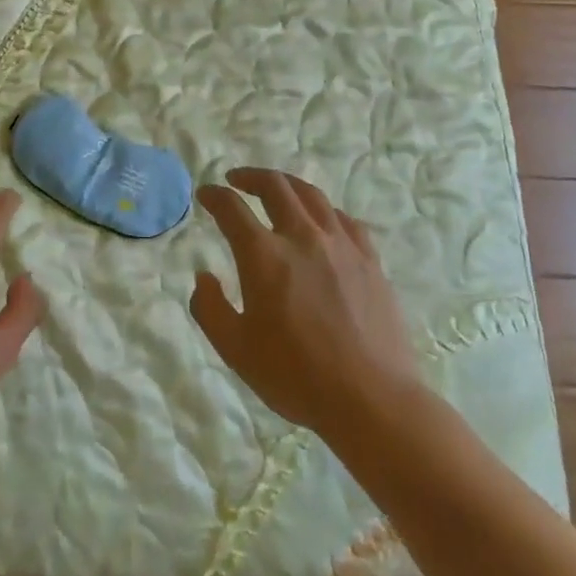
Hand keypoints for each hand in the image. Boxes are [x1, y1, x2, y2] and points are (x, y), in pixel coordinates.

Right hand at [190, 168, 421, 436]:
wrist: (372, 399)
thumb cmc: (296, 376)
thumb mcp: (235, 350)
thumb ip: (209, 308)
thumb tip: (204, 276)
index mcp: (264, 255)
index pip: (232, 208)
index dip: (214, 196)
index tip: (205, 194)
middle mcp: (301, 236)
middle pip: (275, 186)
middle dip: (250, 176)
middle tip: (237, 180)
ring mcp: (340, 244)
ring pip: (311, 195)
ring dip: (287, 184)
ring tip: (277, 189)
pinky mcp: (369, 259)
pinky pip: (344, 219)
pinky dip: (324, 210)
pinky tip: (322, 220)